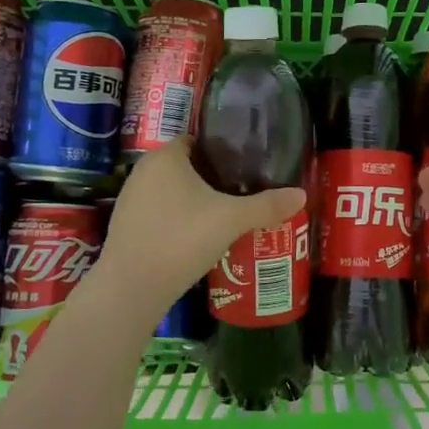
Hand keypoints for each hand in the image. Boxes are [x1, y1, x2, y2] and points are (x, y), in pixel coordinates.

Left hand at [94, 138, 304, 318]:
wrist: (133, 287)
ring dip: (194, 200)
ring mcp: (130, 199)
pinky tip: (197, 237)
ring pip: (172, 191)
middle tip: (243, 192)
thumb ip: (266, 206)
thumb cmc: (182, 239)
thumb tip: (302, 195)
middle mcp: (143, 170)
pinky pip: (160, 212)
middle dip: (212, 178)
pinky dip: (178, 219)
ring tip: (224, 215)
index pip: (197, 141)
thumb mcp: (231, 220)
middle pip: (186, 166)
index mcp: (165, 156)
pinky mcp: (126, 225)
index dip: (223, 151)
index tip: (246, 166)